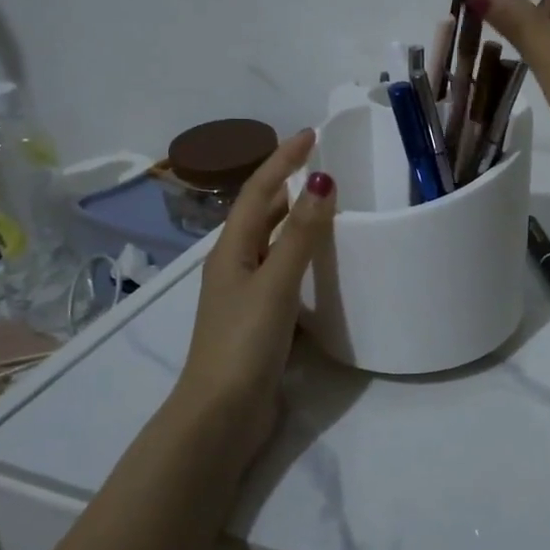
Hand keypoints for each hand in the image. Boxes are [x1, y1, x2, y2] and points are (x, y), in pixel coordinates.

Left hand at [171, 129, 334, 467]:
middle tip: (325, 166)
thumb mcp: (274, 283)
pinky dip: (303, 256)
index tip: (311, 134)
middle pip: (263, 213)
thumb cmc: (243, 342)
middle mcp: (235, 265)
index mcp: (232, 250)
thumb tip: (321, 181)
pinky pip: (284, 272)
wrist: (220, 415)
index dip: (282, 159)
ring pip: (274, 243)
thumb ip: (300, 234)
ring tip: (330, 206)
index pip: (260, 191)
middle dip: (289, 184)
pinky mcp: (260, 319)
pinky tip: (324, 264)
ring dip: (297, 219)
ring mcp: (246, 294)